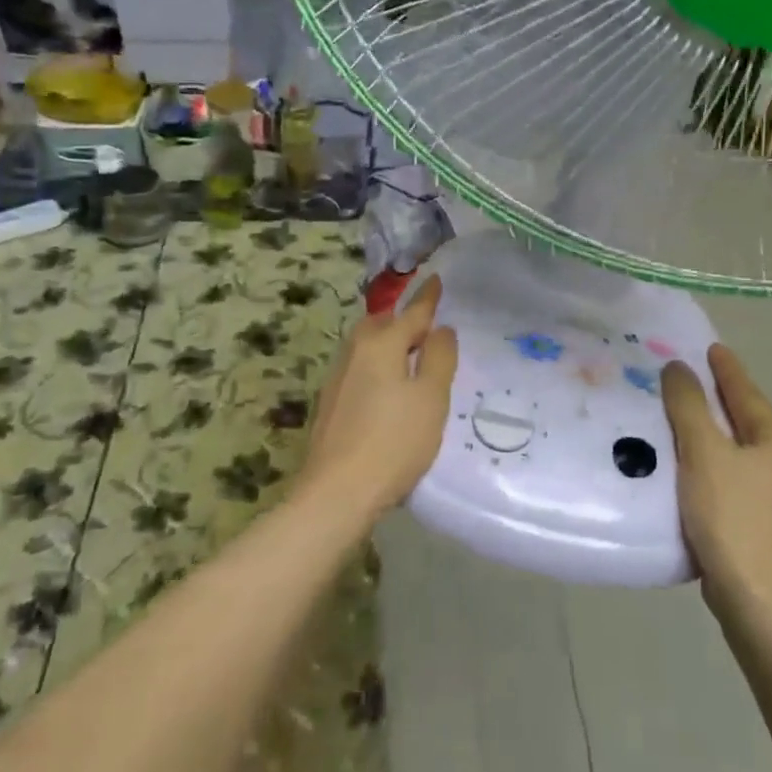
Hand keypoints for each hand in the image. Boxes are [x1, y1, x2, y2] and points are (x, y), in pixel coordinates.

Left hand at [299, 276, 458, 518]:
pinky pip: (360, 367)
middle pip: (383, 324)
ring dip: (389, 343)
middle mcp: (355, 351)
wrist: (336, 493)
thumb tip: (440, 329)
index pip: (412, 312)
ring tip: (410, 357)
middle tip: (428, 327)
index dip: (428, 298)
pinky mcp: (331, 401)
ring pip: (368, 345)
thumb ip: (439, 358)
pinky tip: (387, 388)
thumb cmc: (393, 442)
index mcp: (381, 343)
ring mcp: (338, 376)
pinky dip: (377, 365)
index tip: (435, 278)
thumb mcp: (431, 398)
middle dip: (404, 320)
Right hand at [663, 344, 771, 603]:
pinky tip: (699, 475)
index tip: (712, 348)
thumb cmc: (731, 515)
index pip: (748, 393)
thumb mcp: (703, 452)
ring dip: (720, 437)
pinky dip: (720, 468)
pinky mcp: (770, 529)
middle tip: (695, 382)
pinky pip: (740, 482)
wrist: (757, 598)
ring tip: (690, 425)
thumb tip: (679, 368)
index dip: (727, 370)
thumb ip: (689, 406)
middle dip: (723, 402)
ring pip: (745, 454)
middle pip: (750, 422)